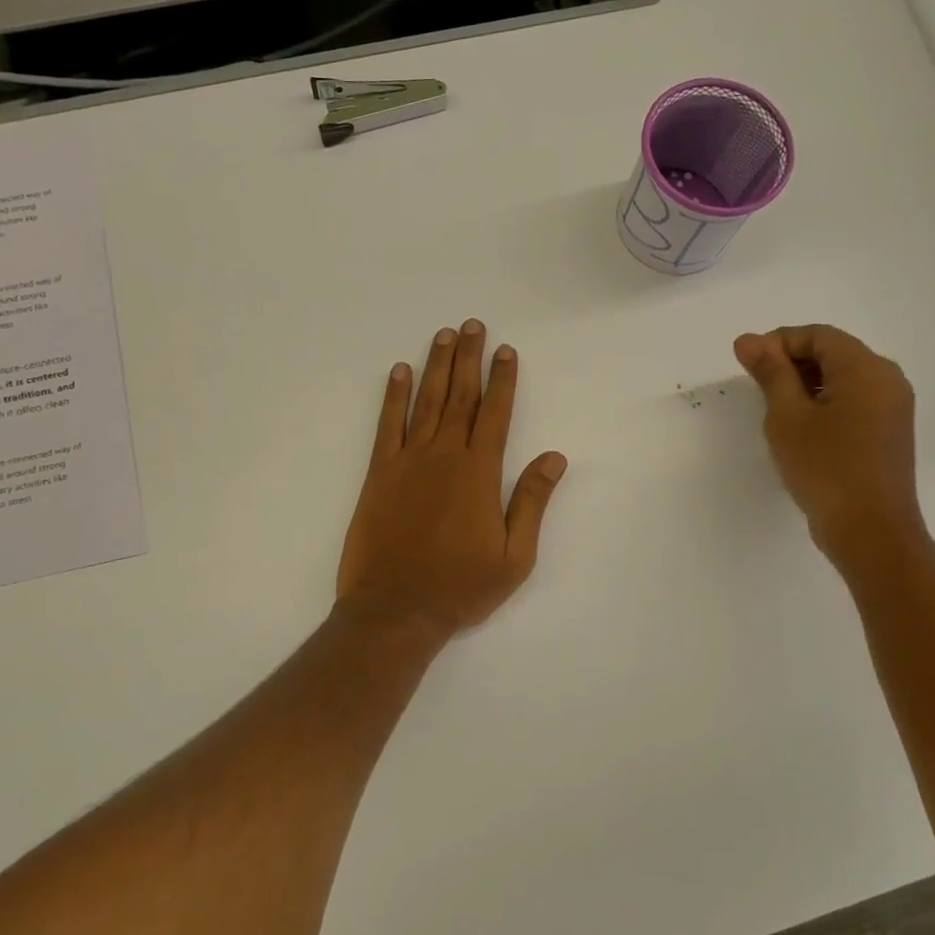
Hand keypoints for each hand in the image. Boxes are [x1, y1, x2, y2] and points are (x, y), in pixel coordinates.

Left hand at [337, 321, 567, 638]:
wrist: (396, 609)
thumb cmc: (461, 587)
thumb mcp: (514, 556)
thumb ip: (531, 501)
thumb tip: (554, 457)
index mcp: (480, 473)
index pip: (496, 414)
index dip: (503, 379)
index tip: (505, 350)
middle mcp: (445, 456)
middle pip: (460, 396)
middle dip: (468, 358)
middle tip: (472, 325)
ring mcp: (408, 461)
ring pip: (426, 402)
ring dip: (435, 366)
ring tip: (443, 335)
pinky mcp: (379, 474)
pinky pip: (387, 425)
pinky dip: (393, 396)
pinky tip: (399, 372)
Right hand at [734, 324, 926, 568]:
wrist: (870, 531)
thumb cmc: (825, 468)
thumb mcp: (787, 416)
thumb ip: (770, 373)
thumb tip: (748, 340)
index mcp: (866, 369)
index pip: (818, 335)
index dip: (778, 342)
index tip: (747, 365)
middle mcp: (887, 379)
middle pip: (833, 352)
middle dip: (791, 362)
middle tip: (756, 388)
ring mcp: (892, 407)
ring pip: (842, 378)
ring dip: (805, 384)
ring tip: (774, 410)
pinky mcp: (888, 432)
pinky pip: (853, 401)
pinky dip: (823, 403)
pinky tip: (799, 428)